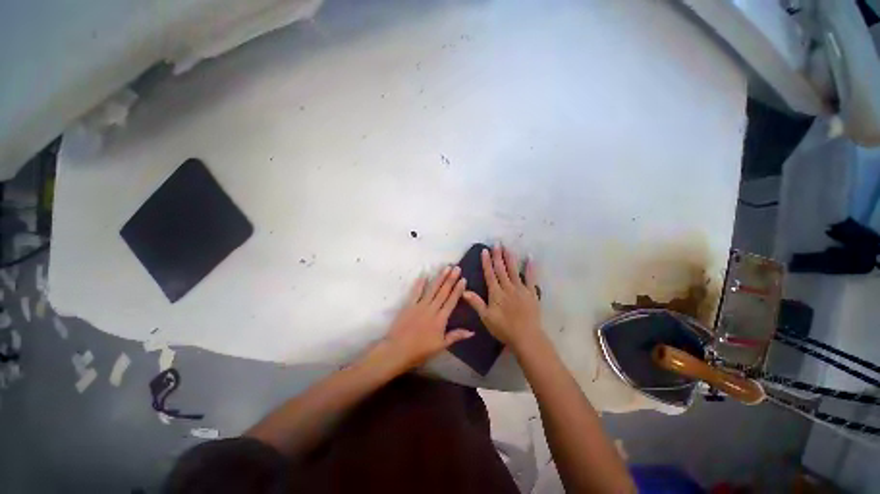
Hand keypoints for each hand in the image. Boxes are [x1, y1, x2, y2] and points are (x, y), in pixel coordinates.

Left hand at [384, 266, 473, 369]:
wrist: (397, 350)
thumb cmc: (420, 350)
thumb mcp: (441, 346)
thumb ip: (456, 336)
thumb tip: (472, 331)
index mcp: (441, 319)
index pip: (451, 301)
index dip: (458, 290)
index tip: (463, 279)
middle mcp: (432, 309)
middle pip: (443, 292)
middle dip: (451, 279)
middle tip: (457, 267)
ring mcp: (419, 305)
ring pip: (432, 289)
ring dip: (440, 277)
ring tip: (446, 267)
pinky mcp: (409, 305)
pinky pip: (416, 291)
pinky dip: (420, 283)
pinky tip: (425, 274)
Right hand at [462, 245, 541, 347]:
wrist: (526, 337)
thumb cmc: (504, 329)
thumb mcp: (486, 317)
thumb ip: (476, 303)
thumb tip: (464, 290)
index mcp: (496, 293)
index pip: (490, 274)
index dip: (486, 262)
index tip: (485, 251)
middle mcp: (508, 288)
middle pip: (501, 269)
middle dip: (498, 256)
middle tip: (496, 243)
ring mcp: (521, 289)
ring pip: (514, 270)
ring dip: (510, 258)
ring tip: (507, 247)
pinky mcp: (532, 293)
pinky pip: (531, 278)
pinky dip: (530, 268)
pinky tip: (530, 258)